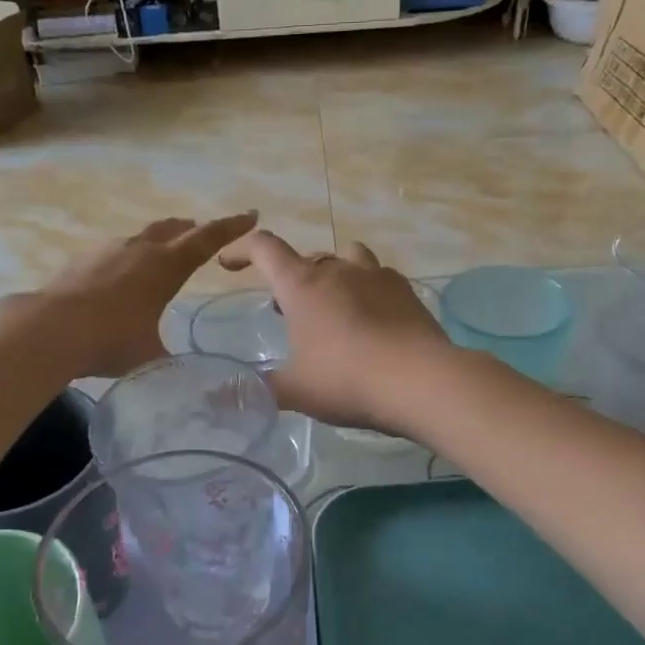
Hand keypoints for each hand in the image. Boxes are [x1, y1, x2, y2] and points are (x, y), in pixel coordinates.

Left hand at [38, 212, 257, 377]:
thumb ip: (173, 362)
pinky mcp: (83, 260)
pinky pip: (115, 251)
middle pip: (173, 229)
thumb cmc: (111, 341)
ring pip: (142, 237)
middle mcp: (140, 250)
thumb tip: (188, 375)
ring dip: (159, 240)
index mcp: (166, 267)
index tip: (251, 215)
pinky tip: (122, 274)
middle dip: (193, 230)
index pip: (208, 239)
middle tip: (204, 233)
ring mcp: (108, 250)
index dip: (231, 227)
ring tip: (164, 251)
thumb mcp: (151, 357)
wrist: (50, 329)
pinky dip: (129, 257)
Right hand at [217, 232, 453, 434]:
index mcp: (302, 285)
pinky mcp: (406, 292)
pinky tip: (371, 318)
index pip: (264, 249)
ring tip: (331, 306)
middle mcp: (338, 270)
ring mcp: (376, 277)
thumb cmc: (346, 380)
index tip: (229, 264)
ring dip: (333, 275)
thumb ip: (259, 389)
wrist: (420, 380)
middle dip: (291, 278)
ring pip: (347, 258)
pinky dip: (367, 290)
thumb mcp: (294, 391)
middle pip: (307, 257)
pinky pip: (379, 278)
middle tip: (286, 311)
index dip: (242, 250)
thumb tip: (224, 396)